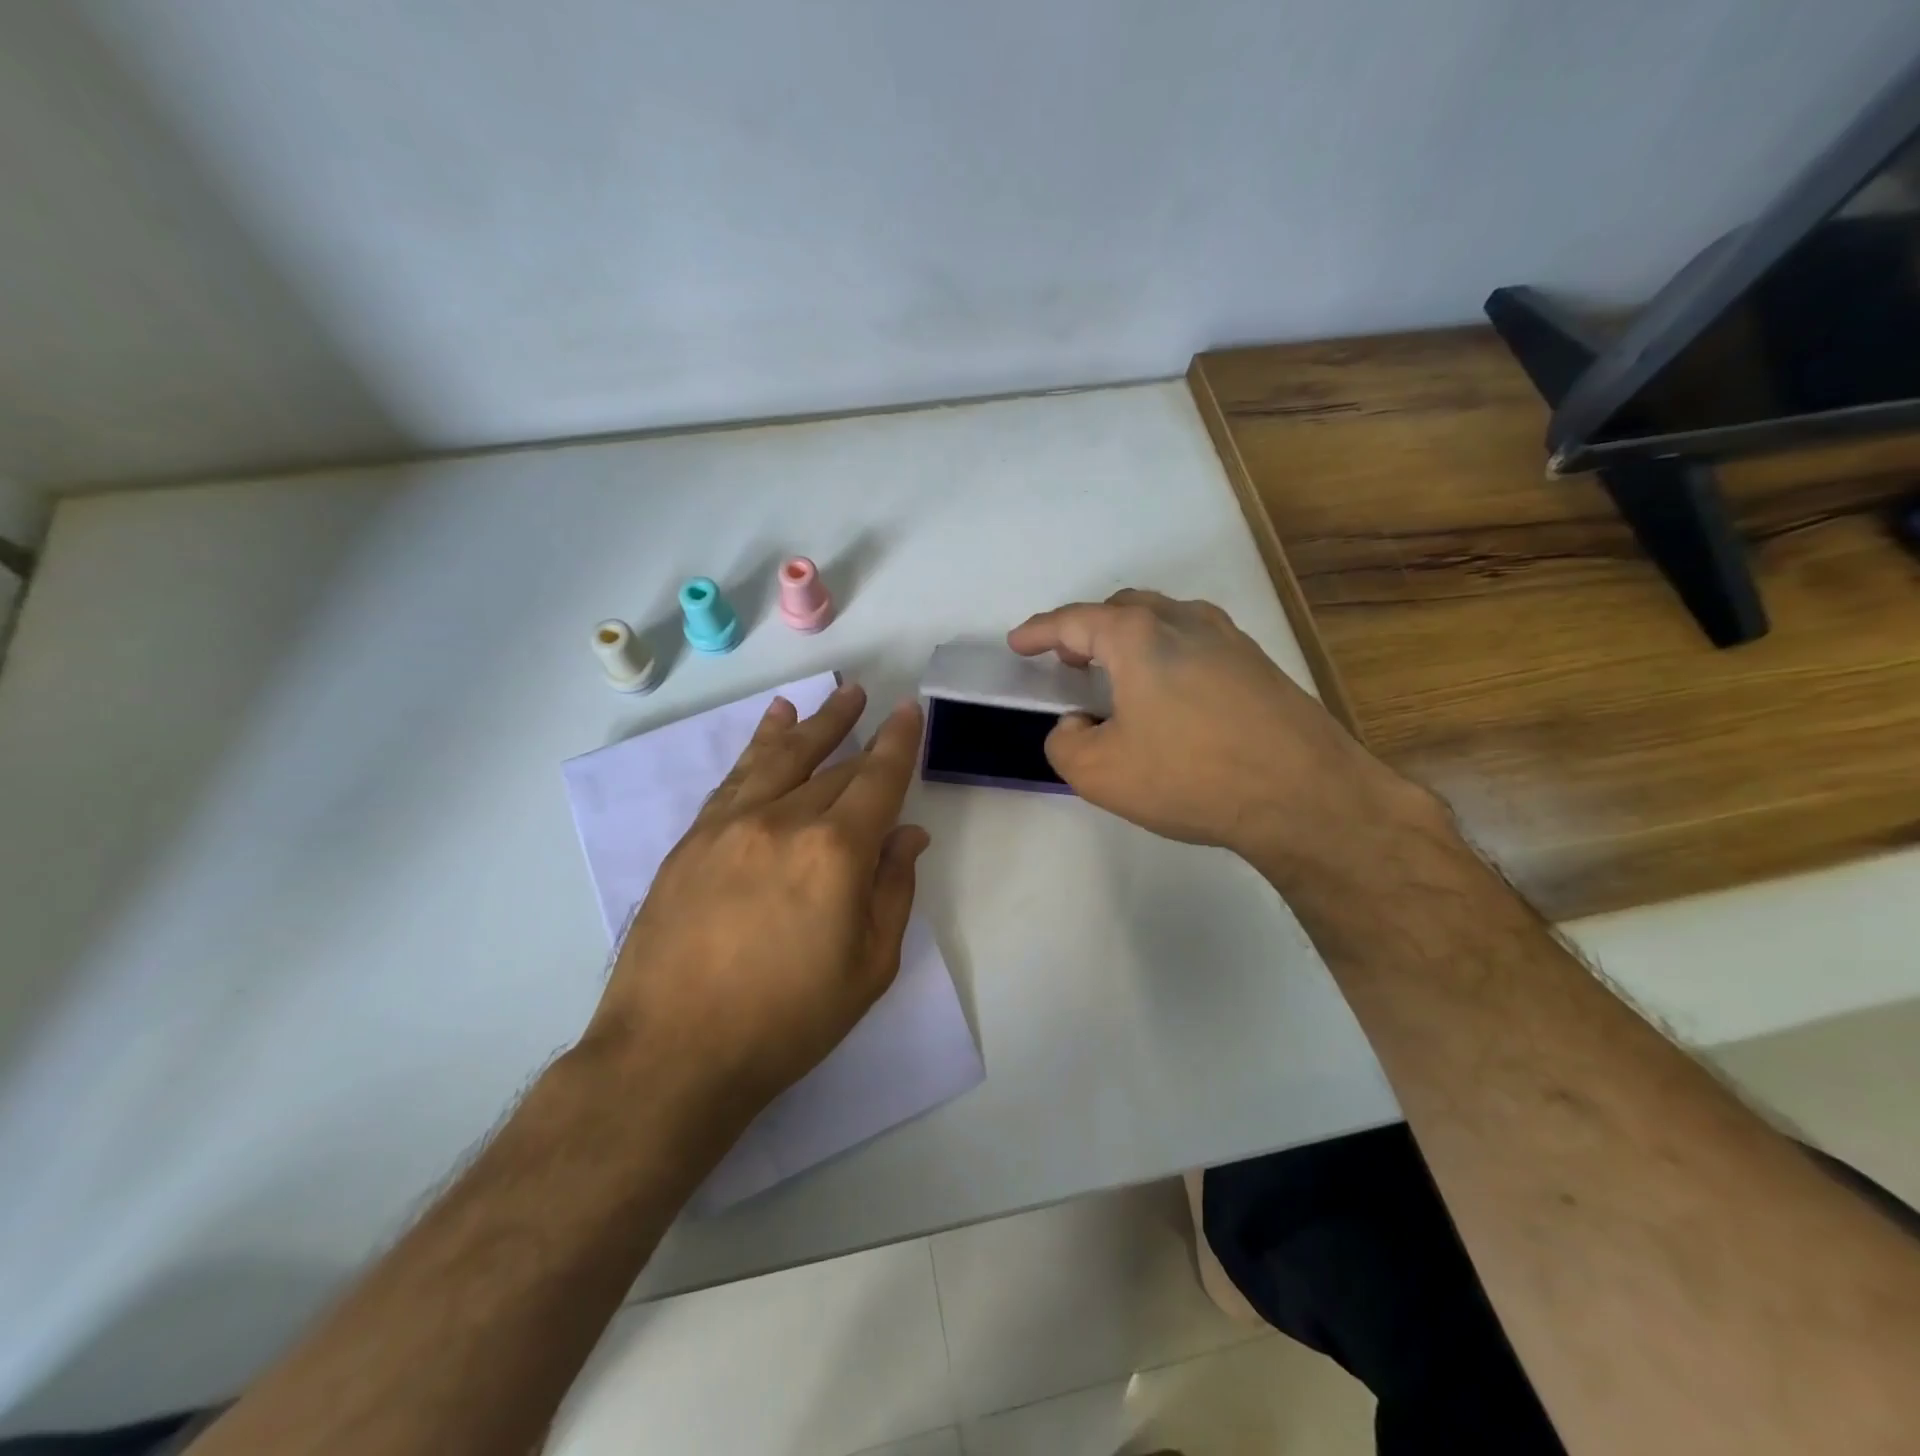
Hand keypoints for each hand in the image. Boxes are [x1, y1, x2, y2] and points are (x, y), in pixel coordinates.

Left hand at [583, 684, 928, 1129]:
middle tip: (875, 706)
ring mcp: (732, 825)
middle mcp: (784, 820)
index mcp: (835, 852)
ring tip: (835, 697)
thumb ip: (893, 891)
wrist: (673, 1052)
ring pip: (782, 757)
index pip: (878, 779)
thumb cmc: (787, 1020)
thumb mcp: (868, 967)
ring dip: (813, 724)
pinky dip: (760, 744)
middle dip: (860, 736)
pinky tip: (773, 726)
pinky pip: (736, 776)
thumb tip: (907, 835)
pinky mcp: (694, 839)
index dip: (898, 743)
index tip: (909, 711)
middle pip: (834, 768)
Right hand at [1008, 590, 1426, 876]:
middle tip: (1069, 659)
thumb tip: (1078, 723)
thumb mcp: (1099, 773)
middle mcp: (1185, 622)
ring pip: (1165, 621)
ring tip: (1116, 674)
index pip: (1074, 621)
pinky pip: (1196, 644)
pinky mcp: (1259, 665)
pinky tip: (1169, 695)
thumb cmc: (1190, 776)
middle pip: (1123, 610)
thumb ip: (1065, 741)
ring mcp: (1230, 639)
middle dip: (1087, 629)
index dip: (1039, 631)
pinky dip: (1167, 656)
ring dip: (1130, 640)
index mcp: (1139, 637)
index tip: (1018, 643)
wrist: (1305, 796)